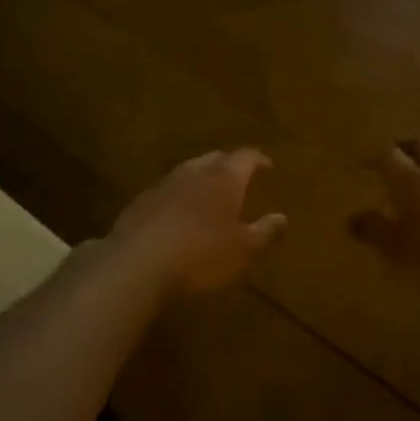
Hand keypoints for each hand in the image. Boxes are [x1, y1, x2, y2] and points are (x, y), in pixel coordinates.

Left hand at [107, 149, 287, 299]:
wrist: (137, 263)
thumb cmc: (201, 255)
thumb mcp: (244, 251)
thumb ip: (266, 233)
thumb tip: (282, 218)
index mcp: (224, 179)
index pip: (245, 157)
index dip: (258, 160)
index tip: (268, 166)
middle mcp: (193, 173)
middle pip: (214, 159)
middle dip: (229, 165)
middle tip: (239, 176)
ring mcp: (163, 185)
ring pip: (188, 172)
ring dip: (201, 179)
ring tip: (208, 194)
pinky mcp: (140, 202)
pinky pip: (166, 191)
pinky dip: (178, 197)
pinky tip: (177, 215)